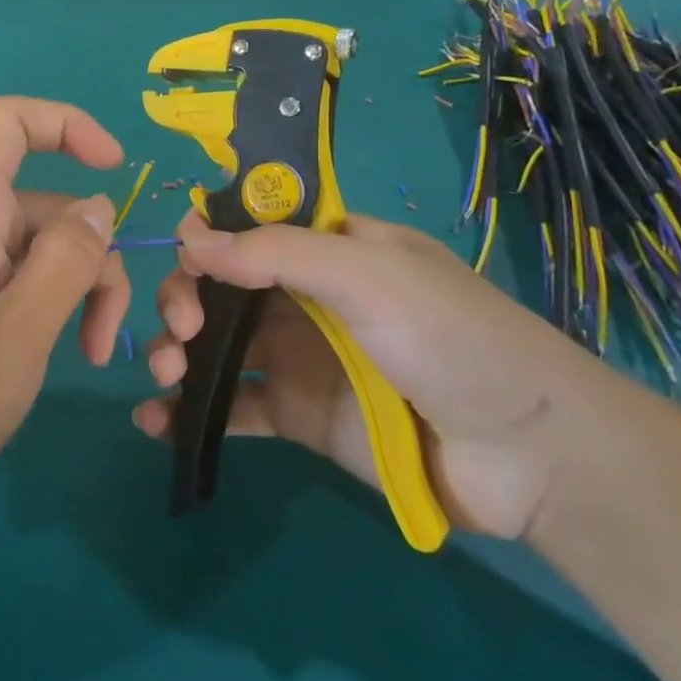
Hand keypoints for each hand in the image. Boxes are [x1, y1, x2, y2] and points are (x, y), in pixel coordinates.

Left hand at [0, 98, 132, 523]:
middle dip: (90, 256)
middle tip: (105, 339)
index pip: (10, 120)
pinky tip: (48, 354)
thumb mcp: (20, 332)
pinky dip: (41, 305)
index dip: (68, 125)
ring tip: (87, 356)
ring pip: (31, 247)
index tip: (117, 170)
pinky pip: (6, 276)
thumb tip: (98, 207)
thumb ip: (69, 259)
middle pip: (41, 203)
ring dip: (72, 290)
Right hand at [136, 213, 608, 539]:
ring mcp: (297, 356)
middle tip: (182, 330)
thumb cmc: (448, 337)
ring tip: (164, 374)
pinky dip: (189, 412)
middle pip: (219, 284)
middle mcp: (304, 295)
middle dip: (184, 298)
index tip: (187, 258)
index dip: (206, 235)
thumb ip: (277, 252)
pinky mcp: (296, 414)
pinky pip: (231, 406)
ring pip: (215, 343)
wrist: (526, 455)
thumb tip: (189, 238)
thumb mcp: (367, 273)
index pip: (246, 226)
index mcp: (325, 247)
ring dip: (174, 351)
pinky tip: (154, 421)